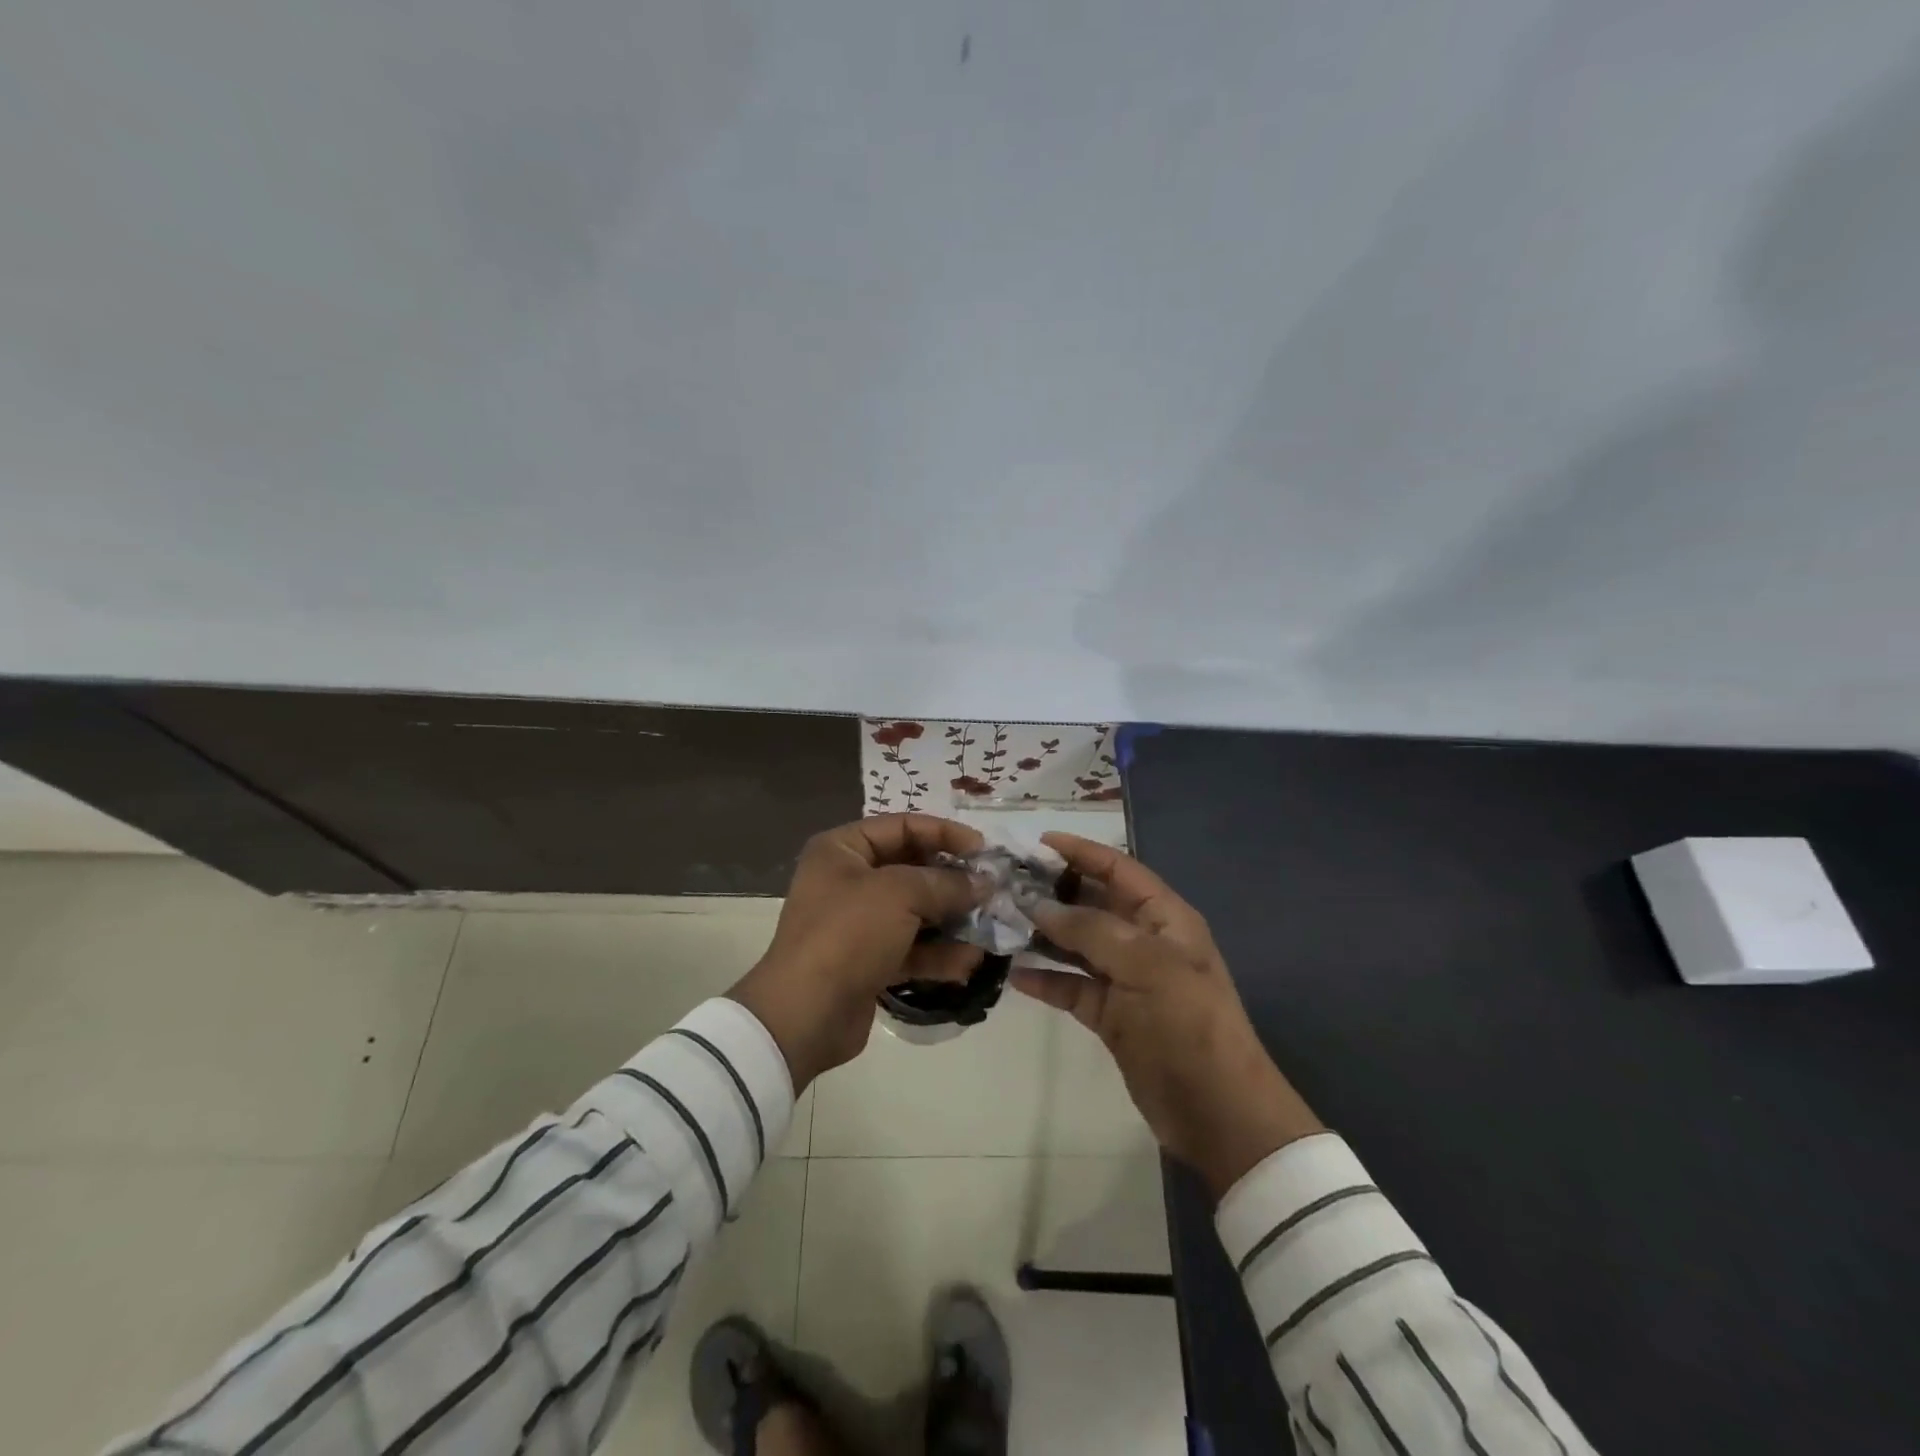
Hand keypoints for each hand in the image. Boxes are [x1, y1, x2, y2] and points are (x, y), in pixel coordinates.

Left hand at [729, 814, 986, 1089]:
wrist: (805, 1014)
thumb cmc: (848, 934)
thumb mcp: (900, 894)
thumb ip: (945, 883)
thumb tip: (983, 884)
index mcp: (842, 850)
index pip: (902, 826)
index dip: (945, 833)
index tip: (984, 850)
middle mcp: (848, 880)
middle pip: (912, 869)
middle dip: (953, 882)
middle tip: (992, 891)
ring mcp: (858, 924)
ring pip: (916, 912)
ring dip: (952, 921)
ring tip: (988, 929)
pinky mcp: (868, 961)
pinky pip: (911, 949)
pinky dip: (938, 954)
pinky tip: (968, 963)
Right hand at [1014, 833, 1323, 1198]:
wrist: (1217, 1111)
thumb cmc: (1187, 1024)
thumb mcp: (1145, 965)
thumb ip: (1090, 930)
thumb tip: (1038, 906)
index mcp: (1165, 919)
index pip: (1119, 870)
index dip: (1082, 852)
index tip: (1037, 843)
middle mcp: (1145, 942)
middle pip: (1093, 905)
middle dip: (1053, 893)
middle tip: (1005, 886)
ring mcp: (1127, 980)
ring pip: (1078, 946)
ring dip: (1044, 936)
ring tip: (1001, 924)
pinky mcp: (1112, 1016)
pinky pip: (1073, 987)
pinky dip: (1047, 980)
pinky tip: (1014, 974)